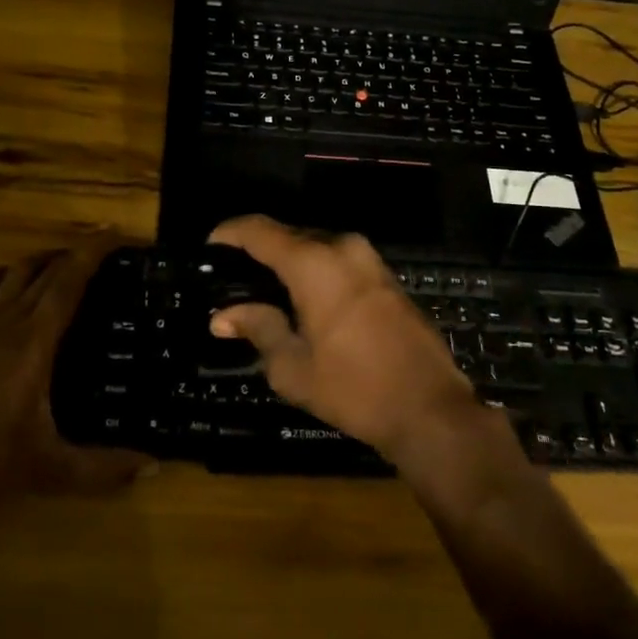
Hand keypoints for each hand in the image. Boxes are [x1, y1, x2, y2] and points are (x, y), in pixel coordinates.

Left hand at [0, 239, 152, 500]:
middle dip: (73, 252)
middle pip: (43, 268)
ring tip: (62, 267)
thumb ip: (102, 467)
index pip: (69, 279)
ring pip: (12, 273)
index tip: (116, 232)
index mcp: (33, 338)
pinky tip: (12, 299)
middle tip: (102, 252)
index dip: (93, 251)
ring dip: (40, 262)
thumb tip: (153, 466)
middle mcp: (5, 319)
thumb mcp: (49, 468)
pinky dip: (6, 281)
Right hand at [208, 215, 482, 463]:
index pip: (259, 230)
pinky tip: (301, 299)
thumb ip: (257, 328)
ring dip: (288, 261)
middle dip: (258, 250)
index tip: (209, 248)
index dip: (229, 233)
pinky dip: (314, 270)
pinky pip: (337, 260)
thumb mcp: (293, 366)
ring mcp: (368, 258)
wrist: (429, 408)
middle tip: (232, 278)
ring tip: (263, 290)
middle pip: (288, 234)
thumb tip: (222, 316)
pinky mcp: (384, 275)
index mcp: (314, 262)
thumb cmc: (354, 388)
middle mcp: (342, 247)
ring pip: (314, 246)